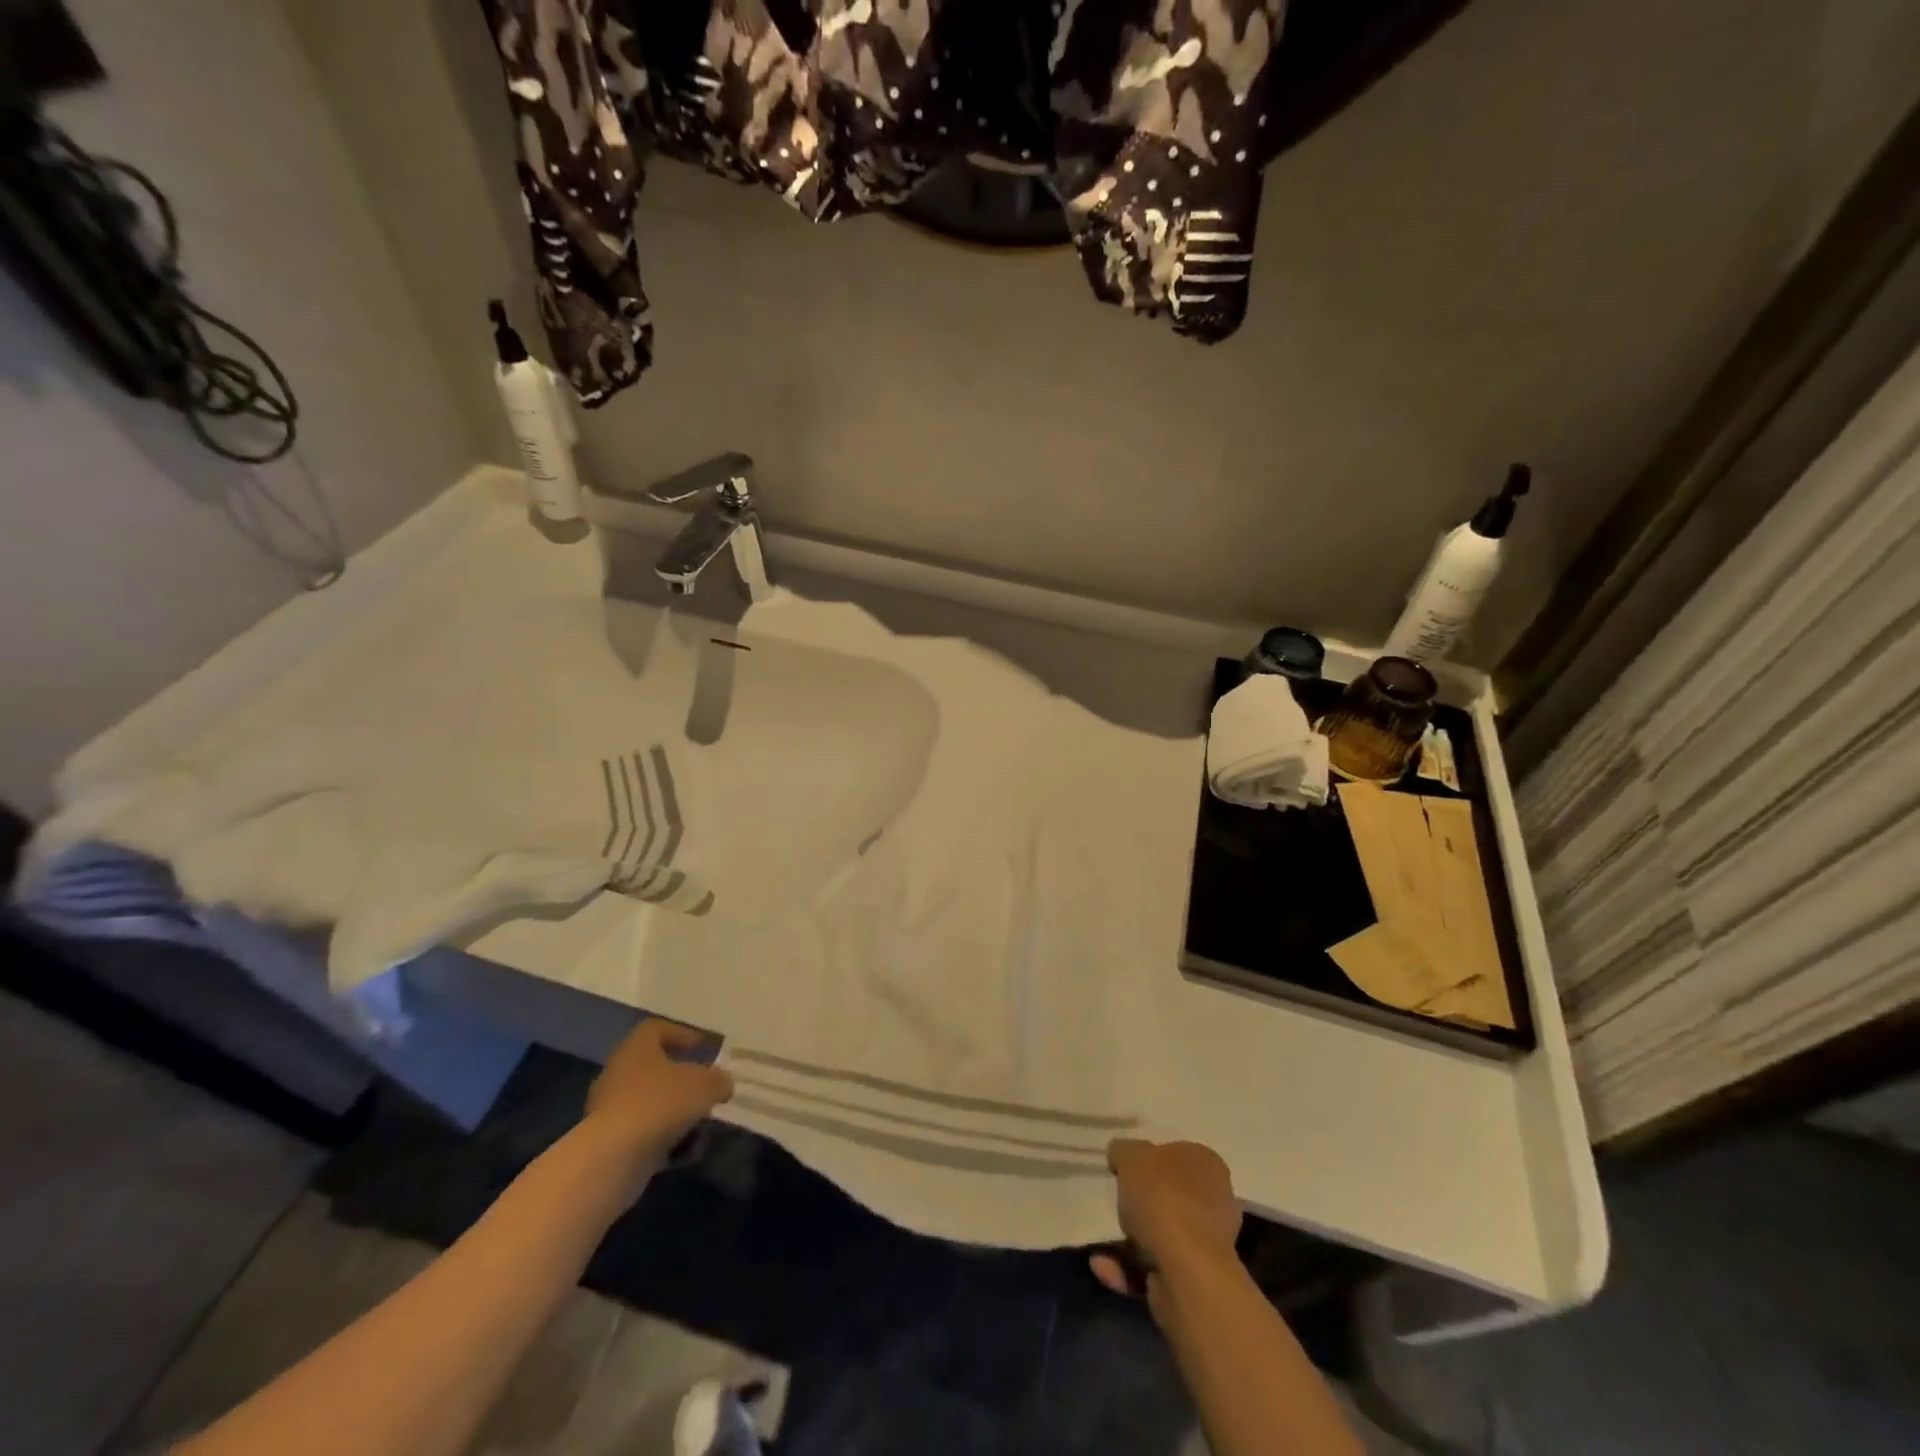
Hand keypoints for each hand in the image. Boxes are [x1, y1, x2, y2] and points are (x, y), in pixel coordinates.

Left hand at [583, 1018, 733, 1170]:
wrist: (612, 1158)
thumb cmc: (660, 1103)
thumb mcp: (705, 1086)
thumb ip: (718, 1080)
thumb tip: (722, 1083)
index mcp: (637, 1047)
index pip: (656, 1029)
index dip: (680, 1034)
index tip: (700, 1048)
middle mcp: (618, 1072)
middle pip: (653, 1068)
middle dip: (681, 1080)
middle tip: (704, 1089)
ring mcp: (609, 1108)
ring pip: (649, 1103)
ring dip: (674, 1112)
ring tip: (699, 1126)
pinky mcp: (607, 1141)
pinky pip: (641, 1133)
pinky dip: (662, 1139)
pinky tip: (683, 1152)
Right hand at [1091, 1138, 1241, 1296]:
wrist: (1187, 1273)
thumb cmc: (1163, 1199)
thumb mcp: (1131, 1156)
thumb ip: (1123, 1151)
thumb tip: (1120, 1155)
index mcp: (1207, 1164)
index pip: (1176, 1153)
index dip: (1148, 1160)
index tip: (1123, 1170)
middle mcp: (1215, 1201)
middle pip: (1168, 1196)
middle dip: (1139, 1203)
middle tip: (1115, 1203)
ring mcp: (1208, 1244)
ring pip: (1160, 1234)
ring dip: (1128, 1239)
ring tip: (1102, 1240)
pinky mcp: (1195, 1279)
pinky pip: (1155, 1266)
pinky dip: (1128, 1266)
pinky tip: (1104, 1264)